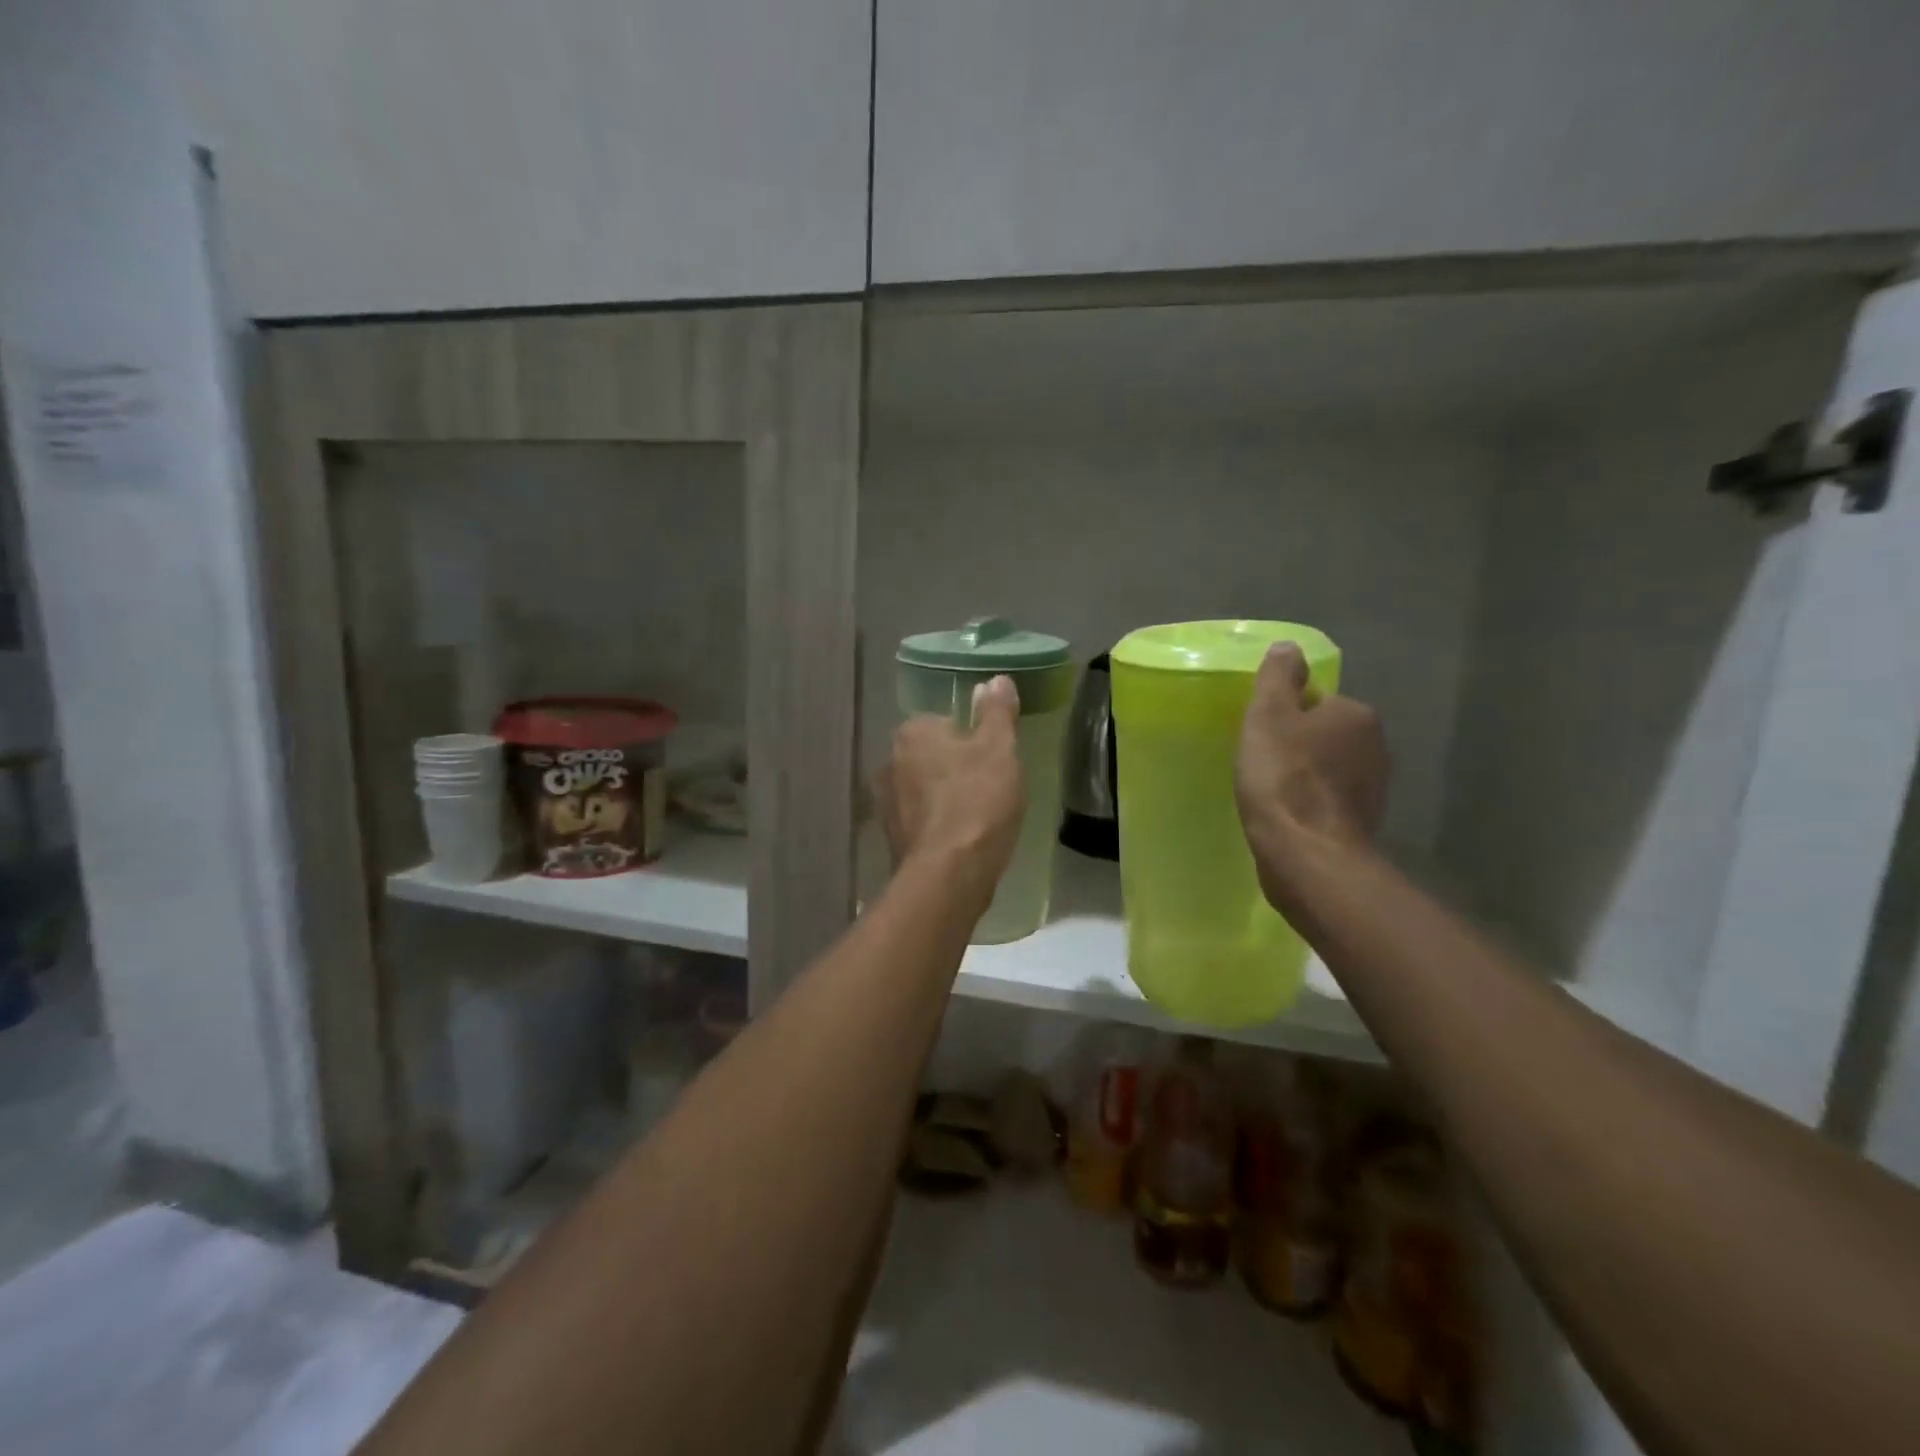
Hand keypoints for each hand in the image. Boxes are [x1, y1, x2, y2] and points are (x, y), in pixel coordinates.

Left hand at [879, 676, 1025, 900]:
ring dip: (946, 798)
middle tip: (990, 788)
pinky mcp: (891, 838)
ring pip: (925, 789)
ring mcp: (886, 803)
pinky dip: (939, 826)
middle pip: (932, 756)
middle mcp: (889, 762)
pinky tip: (962, 840)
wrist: (949, 874)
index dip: (972, 740)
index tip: (992, 761)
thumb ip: (996, 712)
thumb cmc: (977, 801)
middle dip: (956, 768)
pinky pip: (921, 821)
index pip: (944, 722)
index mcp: (911, 733)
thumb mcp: (999, 749)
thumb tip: (995, 679)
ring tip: (979, 817)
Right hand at [1236, 644, 1388, 905]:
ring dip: (1307, 777)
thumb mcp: (1269, 715)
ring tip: (1271, 793)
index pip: (1318, 701)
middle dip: (1299, 746)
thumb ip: (1278, 677)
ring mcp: (1375, 789)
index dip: (1286, 716)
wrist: (1307, 854)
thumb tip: (1288, 646)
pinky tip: (1288, 817)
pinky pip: (1330, 802)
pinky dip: (1312, 805)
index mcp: (1357, 715)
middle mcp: (1376, 747)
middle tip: (1261, 762)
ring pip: (1330, 770)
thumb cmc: (1283, 777)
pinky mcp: (1364, 824)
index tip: (1262, 735)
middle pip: (1326, 735)